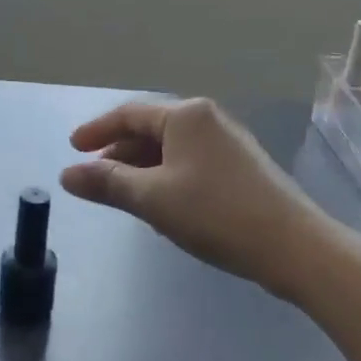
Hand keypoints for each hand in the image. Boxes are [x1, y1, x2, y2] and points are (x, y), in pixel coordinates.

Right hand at [61, 98, 316, 289]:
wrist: (294, 247)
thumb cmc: (216, 213)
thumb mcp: (152, 198)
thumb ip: (107, 183)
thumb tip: (66, 175)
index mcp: (186, 115)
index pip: (129, 114)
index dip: (97, 130)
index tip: (73, 148)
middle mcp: (208, 119)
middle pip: (150, 129)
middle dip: (119, 152)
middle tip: (94, 176)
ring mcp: (228, 143)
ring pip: (171, 148)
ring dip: (141, 167)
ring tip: (122, 194)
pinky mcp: (242, 168)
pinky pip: (190, 163)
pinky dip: (166, 176)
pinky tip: (161, 204)